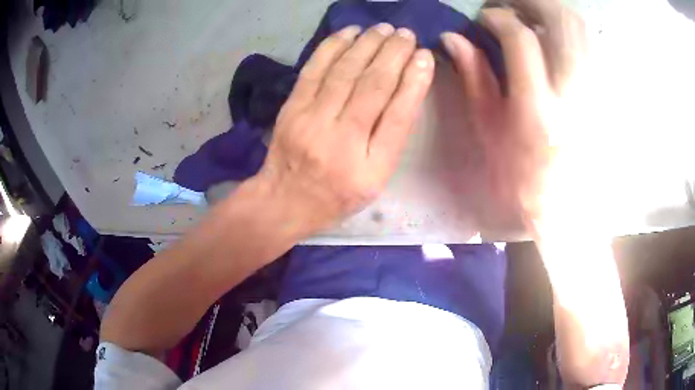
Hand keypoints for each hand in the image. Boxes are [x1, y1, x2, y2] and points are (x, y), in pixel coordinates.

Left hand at [254, 24, 433, 235]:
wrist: (283, 200)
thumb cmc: (336, 195)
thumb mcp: (374, 181)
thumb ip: (392, 140)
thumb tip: (406, 89)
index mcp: (369, 167)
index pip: (398, 116)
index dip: (415, 82)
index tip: (425, 56)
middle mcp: (341, 141)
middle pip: (373, 86)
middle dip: (393, 54)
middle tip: (406, 34)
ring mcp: (311, 121)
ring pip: (345, 72)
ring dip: (367, 44)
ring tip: (384, 29)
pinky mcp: (291, 109)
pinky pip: (314, 69)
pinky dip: (333, 46)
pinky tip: (349, 32)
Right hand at [441, 0, 586, 226]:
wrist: (564, 207)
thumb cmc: (522, 175)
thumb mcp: (489, 130)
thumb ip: (474, 77)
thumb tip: (453, 38)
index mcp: (538, 108)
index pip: (521, 39)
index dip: (498, 17)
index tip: (484, 17)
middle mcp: (574, 94)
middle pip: (562, 22)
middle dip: (531, 2)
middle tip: (510, 5)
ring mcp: (595, 93)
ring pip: (582, 29)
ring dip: (553, 10)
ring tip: (532, 13)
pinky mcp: (604, 95)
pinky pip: (593, 45)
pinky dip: (572, 29)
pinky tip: (556, 34)